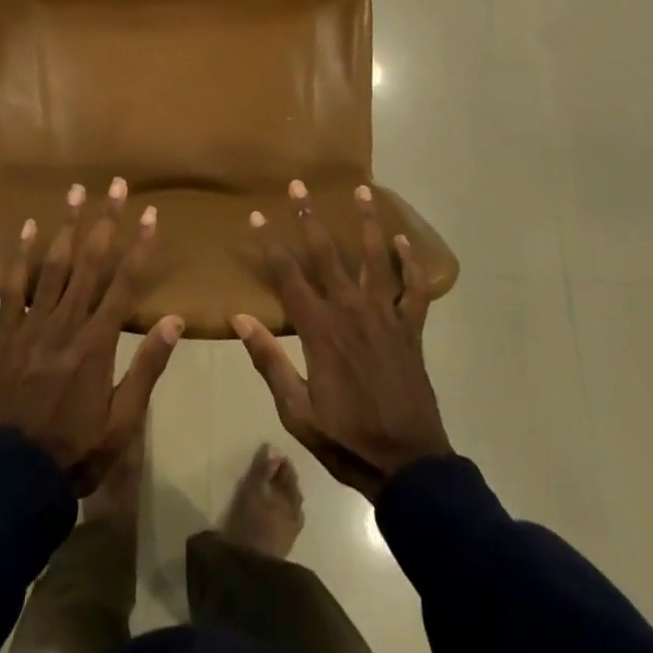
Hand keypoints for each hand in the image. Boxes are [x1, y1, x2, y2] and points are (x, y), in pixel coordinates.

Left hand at [0, 179, 182, 493]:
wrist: (17, 476)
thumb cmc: (78, 450)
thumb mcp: (124, 421)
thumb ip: (147, 368)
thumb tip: (174, 321)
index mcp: (97, 343)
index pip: (124, 283)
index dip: (139, 246)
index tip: (150, 214)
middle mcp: (66, 323)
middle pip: (90, 262)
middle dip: (105, 220)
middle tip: (116, 185)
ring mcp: (33, 324)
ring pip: (53, 265)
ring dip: (66, 225)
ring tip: (76, 190)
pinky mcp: (8, 332)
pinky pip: (13, 287)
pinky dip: (21, 255)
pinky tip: (28, 226)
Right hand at [232, 182, 450, 499]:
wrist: (409, 466)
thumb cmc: (347, 438)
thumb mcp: (297, 410)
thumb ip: (269, 361)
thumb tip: (239, 318)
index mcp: (320, 330)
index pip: (287, 276)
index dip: (269, 244)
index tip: (255, 216)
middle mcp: (351, 311)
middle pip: (327, 254)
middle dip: (309, 217)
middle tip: (299, 186)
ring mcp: (384, 317)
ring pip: (375, 259)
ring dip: (367, 223)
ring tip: (362, 190)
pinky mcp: (410, 330)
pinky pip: (413, 290)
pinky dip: (410, 264)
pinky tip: (405, 242)